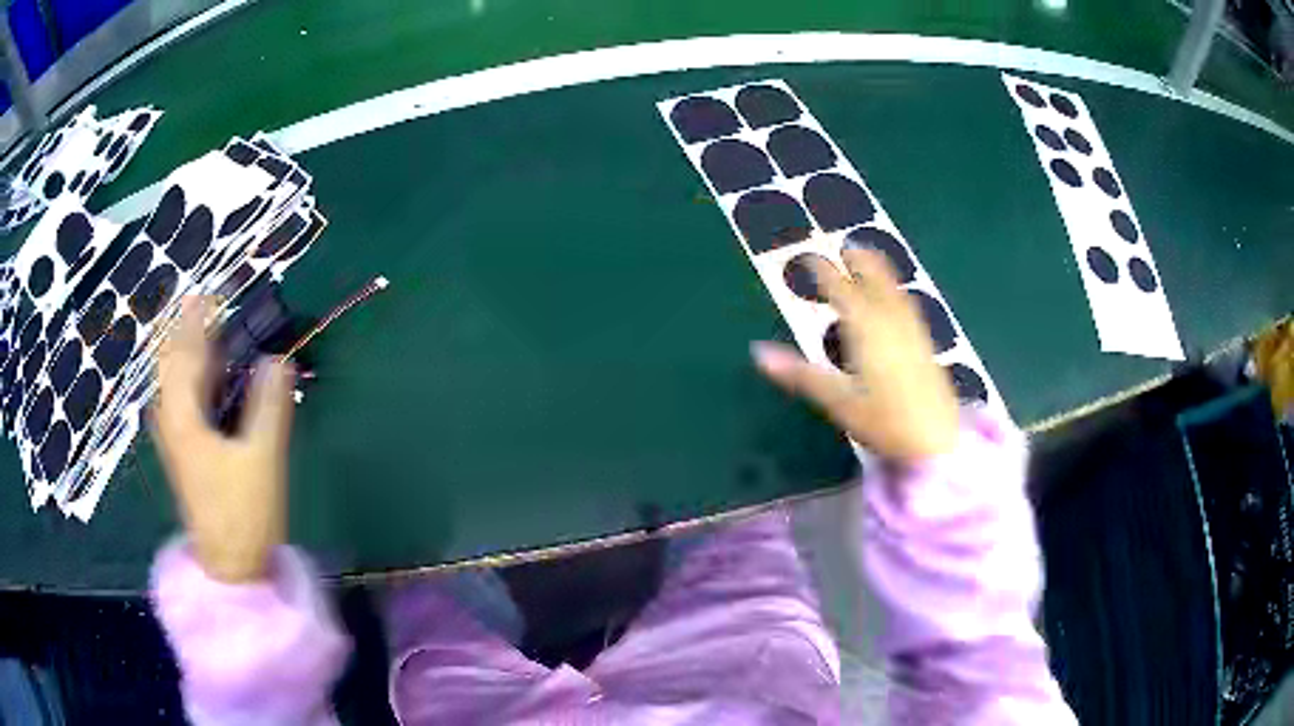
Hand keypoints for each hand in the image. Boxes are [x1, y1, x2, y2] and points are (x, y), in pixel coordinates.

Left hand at [151, 297, 295, 582]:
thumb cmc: (243, 513)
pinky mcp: (183, 447)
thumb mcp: (262, 458)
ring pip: (173, 376)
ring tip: (207, 326)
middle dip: (186, 327)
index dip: (198, 317)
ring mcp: (173, 433)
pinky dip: (192, 373)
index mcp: (182, 414)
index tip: (214, 290)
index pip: (185, 350)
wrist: (230, 566)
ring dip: (187, 347)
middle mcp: (170, 417)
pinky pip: (180, 394)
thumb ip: (269, 404)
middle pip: (170, 358)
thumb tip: (278, 359)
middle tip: (208, 302)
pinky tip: (207, 373)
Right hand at [752, 248, 959, 465]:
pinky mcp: (926, 345)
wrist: (937, 441)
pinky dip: (896, 291)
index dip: (824, 272)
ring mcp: (913, 331)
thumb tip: (758, 352)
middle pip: (875, 279)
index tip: (808, 258)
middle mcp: (891, 321)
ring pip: (895, 289)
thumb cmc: (885, 422)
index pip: (841, 290)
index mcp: (867, 328)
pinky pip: (907, 304)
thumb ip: (800, 374)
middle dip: (860, 261)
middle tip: (847, 246)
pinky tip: (897, 301)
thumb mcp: (838, 401)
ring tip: (870, 261)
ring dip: (881, 270)